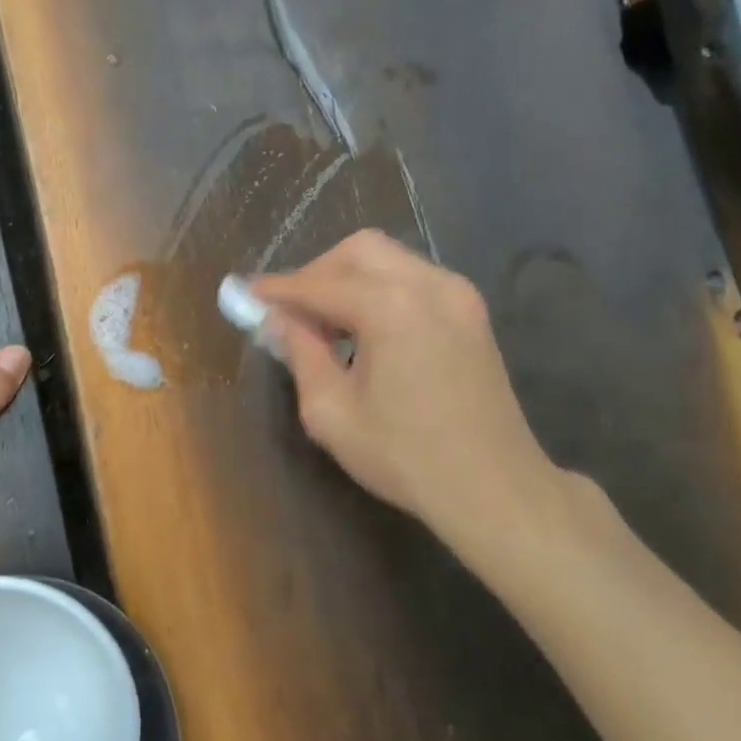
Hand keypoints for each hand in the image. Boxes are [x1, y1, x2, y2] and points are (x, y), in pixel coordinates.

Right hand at [252, 231, 568, 557]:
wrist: (496, 489)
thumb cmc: (405, 457)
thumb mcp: (331, 412)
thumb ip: (300, 353)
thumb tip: (276, 320)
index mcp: (391, 308)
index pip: (319, 284)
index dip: (278, 289)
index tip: (245, 294)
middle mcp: (428, 285)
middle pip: (357, 251)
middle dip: (316, 273)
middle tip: (290, 312)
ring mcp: (457, 294)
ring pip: (388, 259)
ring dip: (348, 279)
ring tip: (325, 324)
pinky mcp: (471, 311)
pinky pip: (412, 278)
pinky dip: (379, 290)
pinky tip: (365, 329)